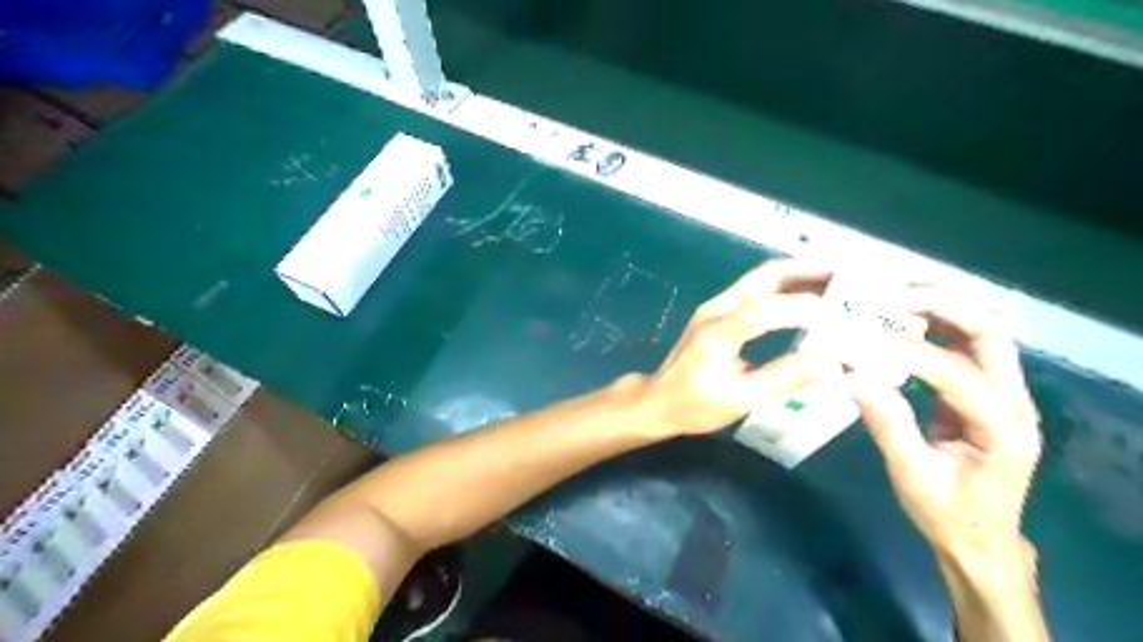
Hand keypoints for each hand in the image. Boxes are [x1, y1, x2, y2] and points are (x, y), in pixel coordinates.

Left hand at [638, 259, 826, 435]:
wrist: (658, 400)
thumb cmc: (694, 405)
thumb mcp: (740, 399)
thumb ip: (783, 378)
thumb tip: (830, 363)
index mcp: (718, 333)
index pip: (765, 309)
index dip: (803, 308)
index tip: (840, 317)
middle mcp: (716, 309)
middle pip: (764, 277)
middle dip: (806, 270)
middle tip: (845, 274)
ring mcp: (714, 306)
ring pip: (759, 278)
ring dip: (796, 274)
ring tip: (833, 279)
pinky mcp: (716, 311)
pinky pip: (754, 289)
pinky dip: (783, 286)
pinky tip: (804, 294)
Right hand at [846, 288, 1042, 559]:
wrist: (978, 541)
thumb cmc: (947, 514)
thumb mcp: (912, 474)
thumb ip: (888, 423)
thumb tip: (853, 374)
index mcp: (1003, 428)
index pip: (957, 373)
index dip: (909, 352)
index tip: (863, 339)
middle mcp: (1014, 403)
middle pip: (990, 335)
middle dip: (943, 307)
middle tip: (892, 297)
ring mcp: (1003, 397)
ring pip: (982, 335)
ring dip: (940, 312)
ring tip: (893, 303)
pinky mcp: (983, 396)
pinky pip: (963, 350)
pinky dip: (933, 331)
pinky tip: (900, 327)